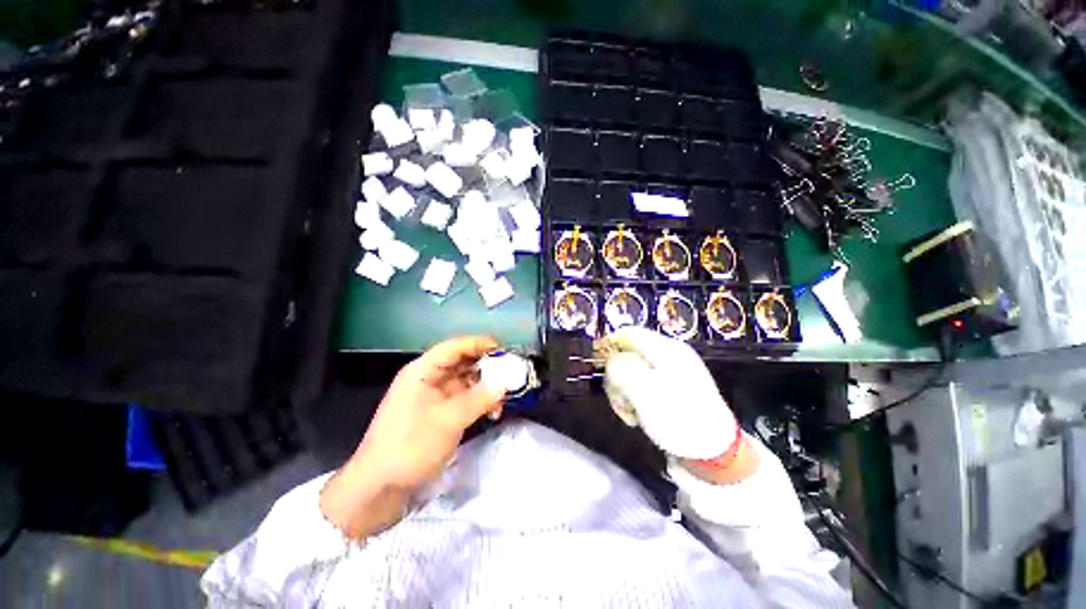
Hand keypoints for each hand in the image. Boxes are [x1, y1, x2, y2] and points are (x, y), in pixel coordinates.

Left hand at [320, 335, 504, 536]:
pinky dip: (478, 402)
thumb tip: (505, 383)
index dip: (479, 344)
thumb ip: (480, 398)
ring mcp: (432, 397)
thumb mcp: (448, 420)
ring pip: (465, 382)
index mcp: (423, 371)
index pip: (455, 347)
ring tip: (504, 399)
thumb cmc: (409, 446)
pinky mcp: (436, 413)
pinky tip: (492, 413)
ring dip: (485, 388)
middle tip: (510, 375)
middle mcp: (428, 378)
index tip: (504, 349)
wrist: (378, 489)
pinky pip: (462, 399)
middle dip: (486, 368)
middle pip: (462, 363)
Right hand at [599, 327, 757, 482]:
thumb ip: (620, 368)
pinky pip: (642, 386)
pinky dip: (634, 399)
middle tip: (618, 399)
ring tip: (628, 413)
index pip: (628, 333)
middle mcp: (668, 356)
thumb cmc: (678, 418)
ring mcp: (671, 374)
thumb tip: (609, 358)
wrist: (714, 455)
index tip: (596, 364)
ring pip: (632, 373)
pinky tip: (637, 416)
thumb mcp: (644, 390)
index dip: (608, 344)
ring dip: (623, 391)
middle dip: (616, 377)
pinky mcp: (671, 391)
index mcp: (666, 349)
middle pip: (628, 354)